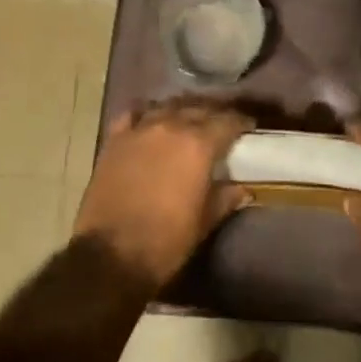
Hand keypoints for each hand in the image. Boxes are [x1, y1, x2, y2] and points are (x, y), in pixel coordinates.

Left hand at [73, 97, 256, 293]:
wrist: (111, 255)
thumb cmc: (166, 241)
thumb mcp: (203, 222)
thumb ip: (225, 198)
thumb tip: (243, 189)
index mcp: (198, 145)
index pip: (227, 121)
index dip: (241, 122)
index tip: (249, 126)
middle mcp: (171, 126)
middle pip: (198, 108)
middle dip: (214, 114)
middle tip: (222, 124)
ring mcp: (139, 129)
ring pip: (168, 106)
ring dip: (182, 111)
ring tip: (189, 121)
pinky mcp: (115, 139)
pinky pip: (134, 114)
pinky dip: (146, 114)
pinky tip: (151, 122)